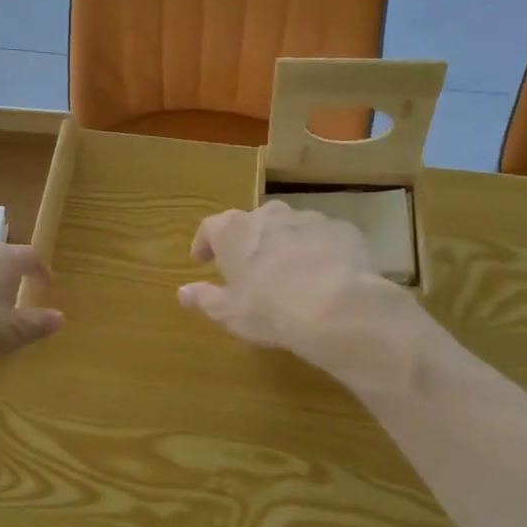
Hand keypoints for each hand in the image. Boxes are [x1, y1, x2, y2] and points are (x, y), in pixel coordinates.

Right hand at [178, 200, 418, 372]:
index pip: (210, 227)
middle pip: (252, 222)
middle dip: (248, 241)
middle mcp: (270, 215)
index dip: (205, 243)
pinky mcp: (343, 230)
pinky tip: (324, 276)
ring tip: (289, 274)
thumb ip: (205, 298)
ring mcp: (309, 218)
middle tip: (249, 268)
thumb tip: (183, 292)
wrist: (337, 307)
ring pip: (290, 227)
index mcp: (235, 231)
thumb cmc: (269, 309)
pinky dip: (318, 251)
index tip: (202, 261)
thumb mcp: (229, 312)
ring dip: (284, 244)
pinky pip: (323, 237)